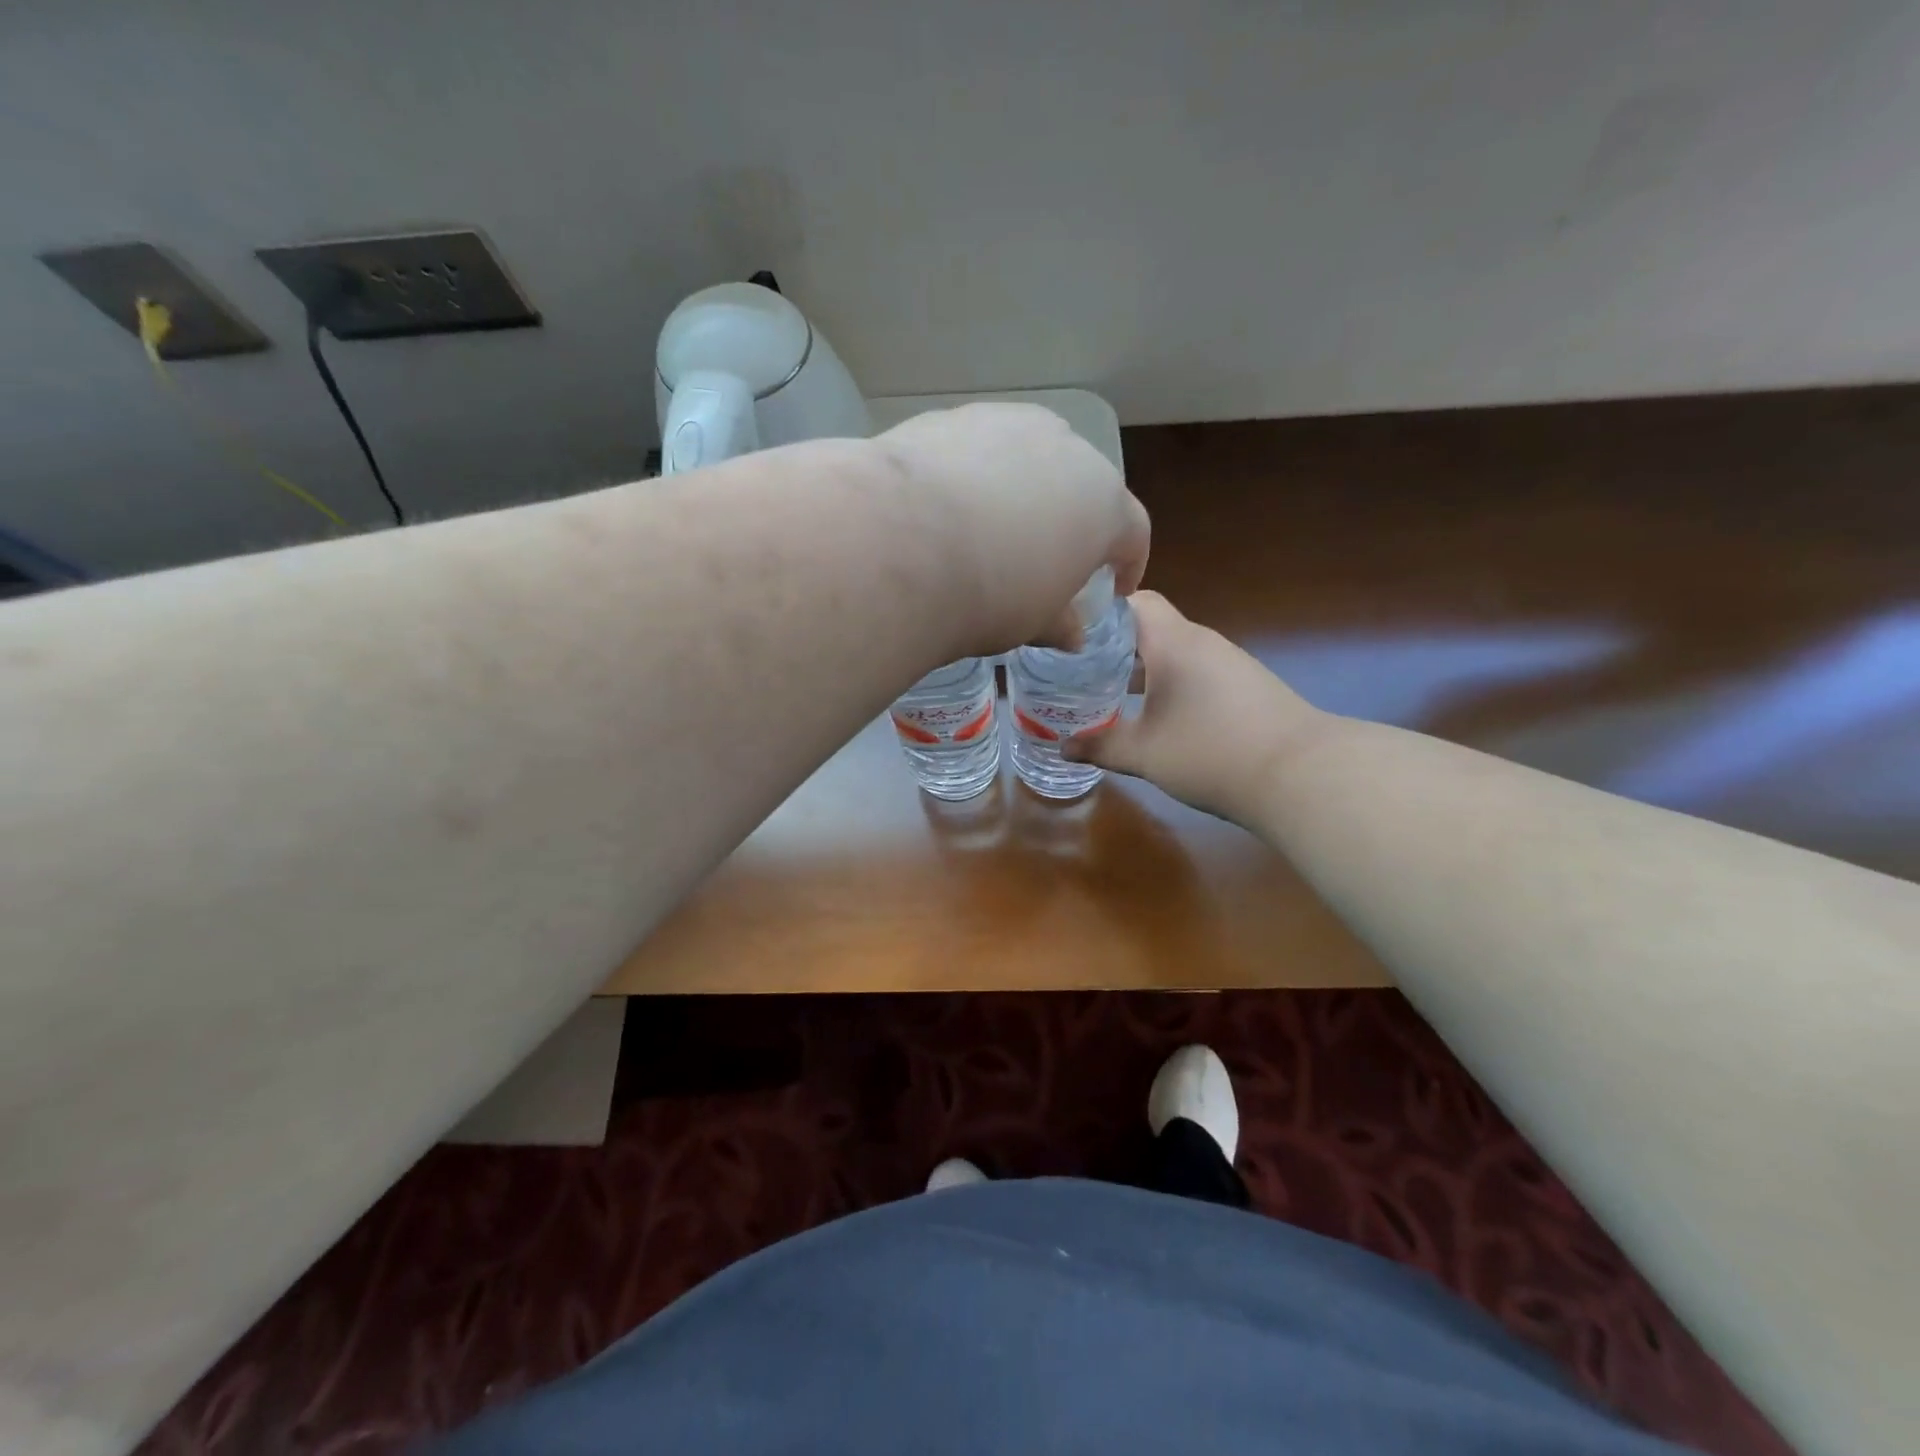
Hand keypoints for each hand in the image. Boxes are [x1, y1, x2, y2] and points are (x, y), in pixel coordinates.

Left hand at [874, 403, 1148, 653]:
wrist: (899, 543)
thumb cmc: (989, 594)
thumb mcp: (1032, 622)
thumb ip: (1060, 623)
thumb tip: (1072, 634)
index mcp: (1103, 502)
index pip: (1133, 532)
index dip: (1129, 563)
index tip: (1116, 587)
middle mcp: (1066, 448)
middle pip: (1082, 486)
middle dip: (1071, 521)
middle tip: (1047, 559)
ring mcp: (1007, 422)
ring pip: (1028, 458)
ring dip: (1021, 492)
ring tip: (991, 530)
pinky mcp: (951, 416)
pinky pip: (977, 451)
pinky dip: (973, 477)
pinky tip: (944, 509)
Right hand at [1064, 592, 1325, 827]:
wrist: (1301, 774)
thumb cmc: (1210, 752)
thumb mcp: (1144, 754)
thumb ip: (1100, 745)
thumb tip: (1063, 747)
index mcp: (1173, 642)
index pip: (1133, 601)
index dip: (1100, 612)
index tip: (1071, 634)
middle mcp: (1202, 642)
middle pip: (1150, 627)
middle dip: (1113, 647)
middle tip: (1078, 670)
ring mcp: (1228, 663)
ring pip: (1174, 652)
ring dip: (1142, 668)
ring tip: (1110, 694)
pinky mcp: (1246, 686)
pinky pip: (1196, 672)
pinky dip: (1170, 684)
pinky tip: (1157, 716)